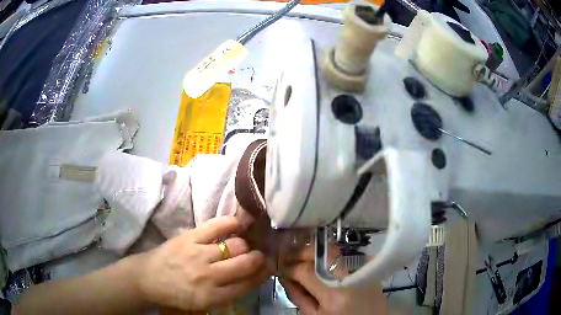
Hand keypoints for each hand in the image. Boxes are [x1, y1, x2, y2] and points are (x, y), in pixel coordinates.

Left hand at [137, 216, 267, 310]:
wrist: (148, 279)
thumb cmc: (177, 294)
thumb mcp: (204, 304)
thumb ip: (228, 293)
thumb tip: (253, 276)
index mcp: (213, 296)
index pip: (247, 284)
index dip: (262, 274)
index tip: (268, 268)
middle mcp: (209, 276)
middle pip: (245, 263)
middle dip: (258, 258)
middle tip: (259, 255)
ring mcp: (198, 254)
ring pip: (235, 245)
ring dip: (244, 244)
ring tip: (243, 244)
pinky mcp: (189, 237)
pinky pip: (216, 226)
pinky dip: (231, 223)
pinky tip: (237, 224)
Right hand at [280, 247, 385, 314]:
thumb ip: (298, 296)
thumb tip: (285, 277)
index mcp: (334, 296)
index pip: (306, 271)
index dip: (290, 267)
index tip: (282, 268)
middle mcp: (351, 279)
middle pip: (324, 253)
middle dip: (304, 252)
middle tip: (292, 256)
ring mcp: (364, 272)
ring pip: (337, 252)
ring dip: (317, 252)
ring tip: (306, 259)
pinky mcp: (371, 270)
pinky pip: (349, 257)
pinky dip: (334, 258)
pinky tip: (325, 263)